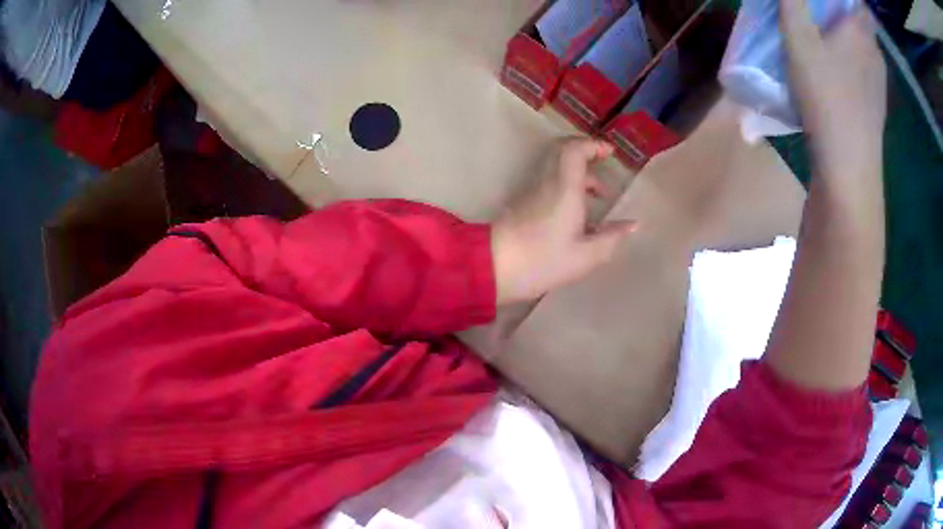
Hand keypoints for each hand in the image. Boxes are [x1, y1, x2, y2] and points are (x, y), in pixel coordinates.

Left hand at [491, 138, 636, 304]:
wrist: (493, 267)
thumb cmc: (542, 261)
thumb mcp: (585, 256)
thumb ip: (611, 238)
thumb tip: (633, 224)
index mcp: (564, 188)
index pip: (574, 150)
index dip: (593, 145)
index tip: (609, 152)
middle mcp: (547, 182)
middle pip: (562, 151)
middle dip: (585, 153)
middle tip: (604, 165)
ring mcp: (532, 191)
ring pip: (555, 167)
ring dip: (578, 173)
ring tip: (598, 196)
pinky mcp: (523, 202)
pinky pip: (548, 181)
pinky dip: (567, 185)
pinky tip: (577, 211)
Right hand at [780, 0, 886, 176]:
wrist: (849, 169)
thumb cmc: (827, 99)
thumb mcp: (798, 42)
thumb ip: (793, 5)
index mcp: (860, 33)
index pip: (861, 5)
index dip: (850, 0)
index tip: (832, 3)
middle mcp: (875, 55)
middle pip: (863, 25)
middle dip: (845, 16)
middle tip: (822, 15)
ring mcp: (879, 84)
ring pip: (866, 50)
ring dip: (850, 41)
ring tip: (827, 43)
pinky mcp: (876, 107)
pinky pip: (866, 73)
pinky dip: (854, 66)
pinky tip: (838, 76)